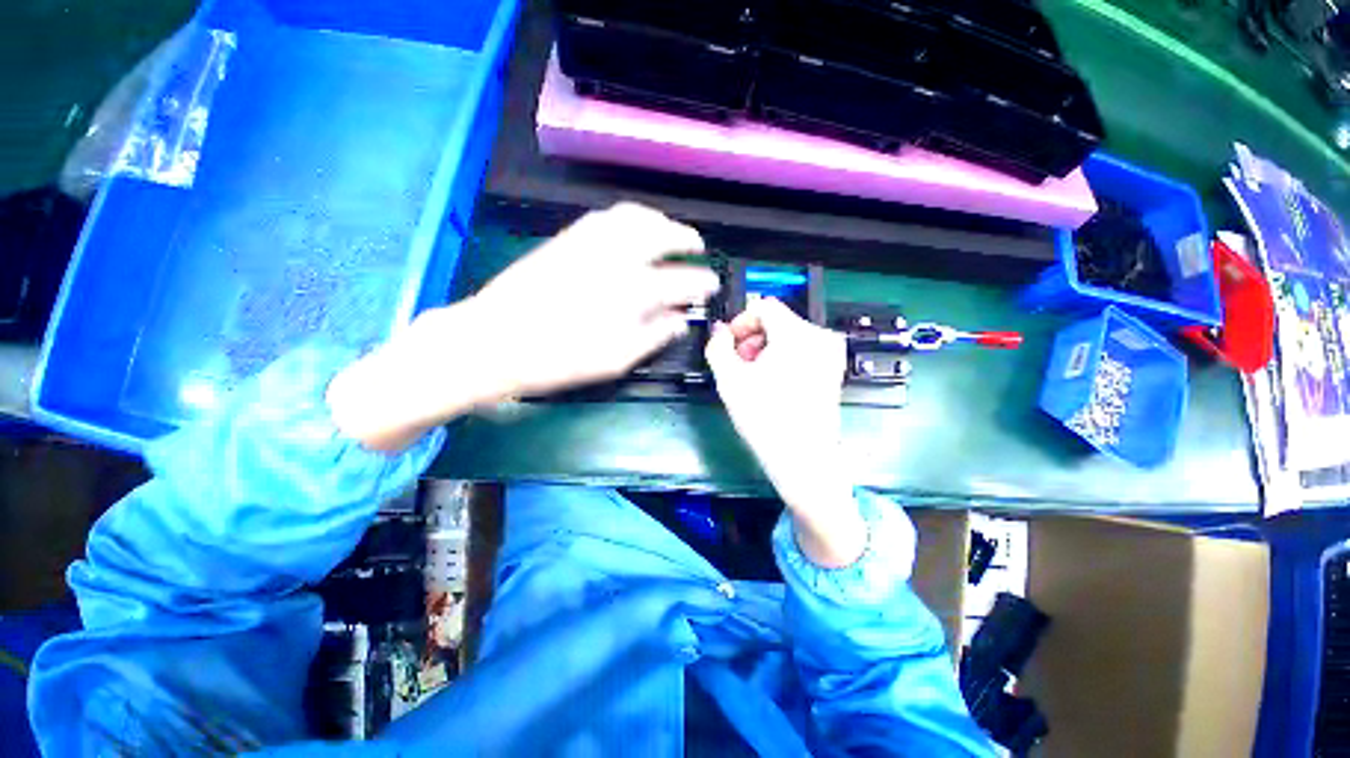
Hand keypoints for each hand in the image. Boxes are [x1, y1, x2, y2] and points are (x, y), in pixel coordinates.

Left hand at [465, 202, 715, 396]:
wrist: (496, 340)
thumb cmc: (560, 358)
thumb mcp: (616, 359)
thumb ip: (655, 337)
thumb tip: (680, 321)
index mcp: (632, 292)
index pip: (681, 281)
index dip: (702, 282)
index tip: (712, 284)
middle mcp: (616, 257)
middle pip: (663, 234)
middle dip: (687, 238)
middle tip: (697, 247)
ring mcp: (590, 242)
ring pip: (636, 216)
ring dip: (660, 220)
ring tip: (670, 231)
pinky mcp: (568, 237)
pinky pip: (608, 215)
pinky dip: (631, 216)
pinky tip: (633, 228)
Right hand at [705, 298, 865, 566]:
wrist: (803, 459)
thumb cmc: (764, 419)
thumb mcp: (729, 380)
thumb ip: (717, 346)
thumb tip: (719, 332)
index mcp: (796, 334)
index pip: (764, 306)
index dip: (741, 321)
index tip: (730, 344)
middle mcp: (820, 337)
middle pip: (777, 321)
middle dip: (753, 338)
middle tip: (739, 364)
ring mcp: (830, 354)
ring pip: (789, 336)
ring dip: (766, 349)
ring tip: (753, 377)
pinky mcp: (833, 370)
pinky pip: (802, 350)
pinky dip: (784, 358)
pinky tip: (773, 383)